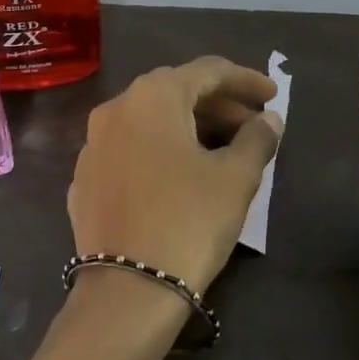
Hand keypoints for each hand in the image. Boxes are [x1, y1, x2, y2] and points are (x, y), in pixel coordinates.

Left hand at [68, 57, 282, 295]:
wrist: (128, 288)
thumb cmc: (189, 221)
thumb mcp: (236, 178)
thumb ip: (257, 139)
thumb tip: (269, 121)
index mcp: (152, 97)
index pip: (206, 71)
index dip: (245, 80)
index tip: (274, 96)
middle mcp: (115, 110)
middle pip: (175, 93)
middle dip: (218, 105)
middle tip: (253, 126)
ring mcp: (92, 145)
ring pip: (149, 122)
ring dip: (189, 128)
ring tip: (223, 151)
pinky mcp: (84, 179)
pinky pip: (129, 150)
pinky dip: (159, 151)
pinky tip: (180, 176)